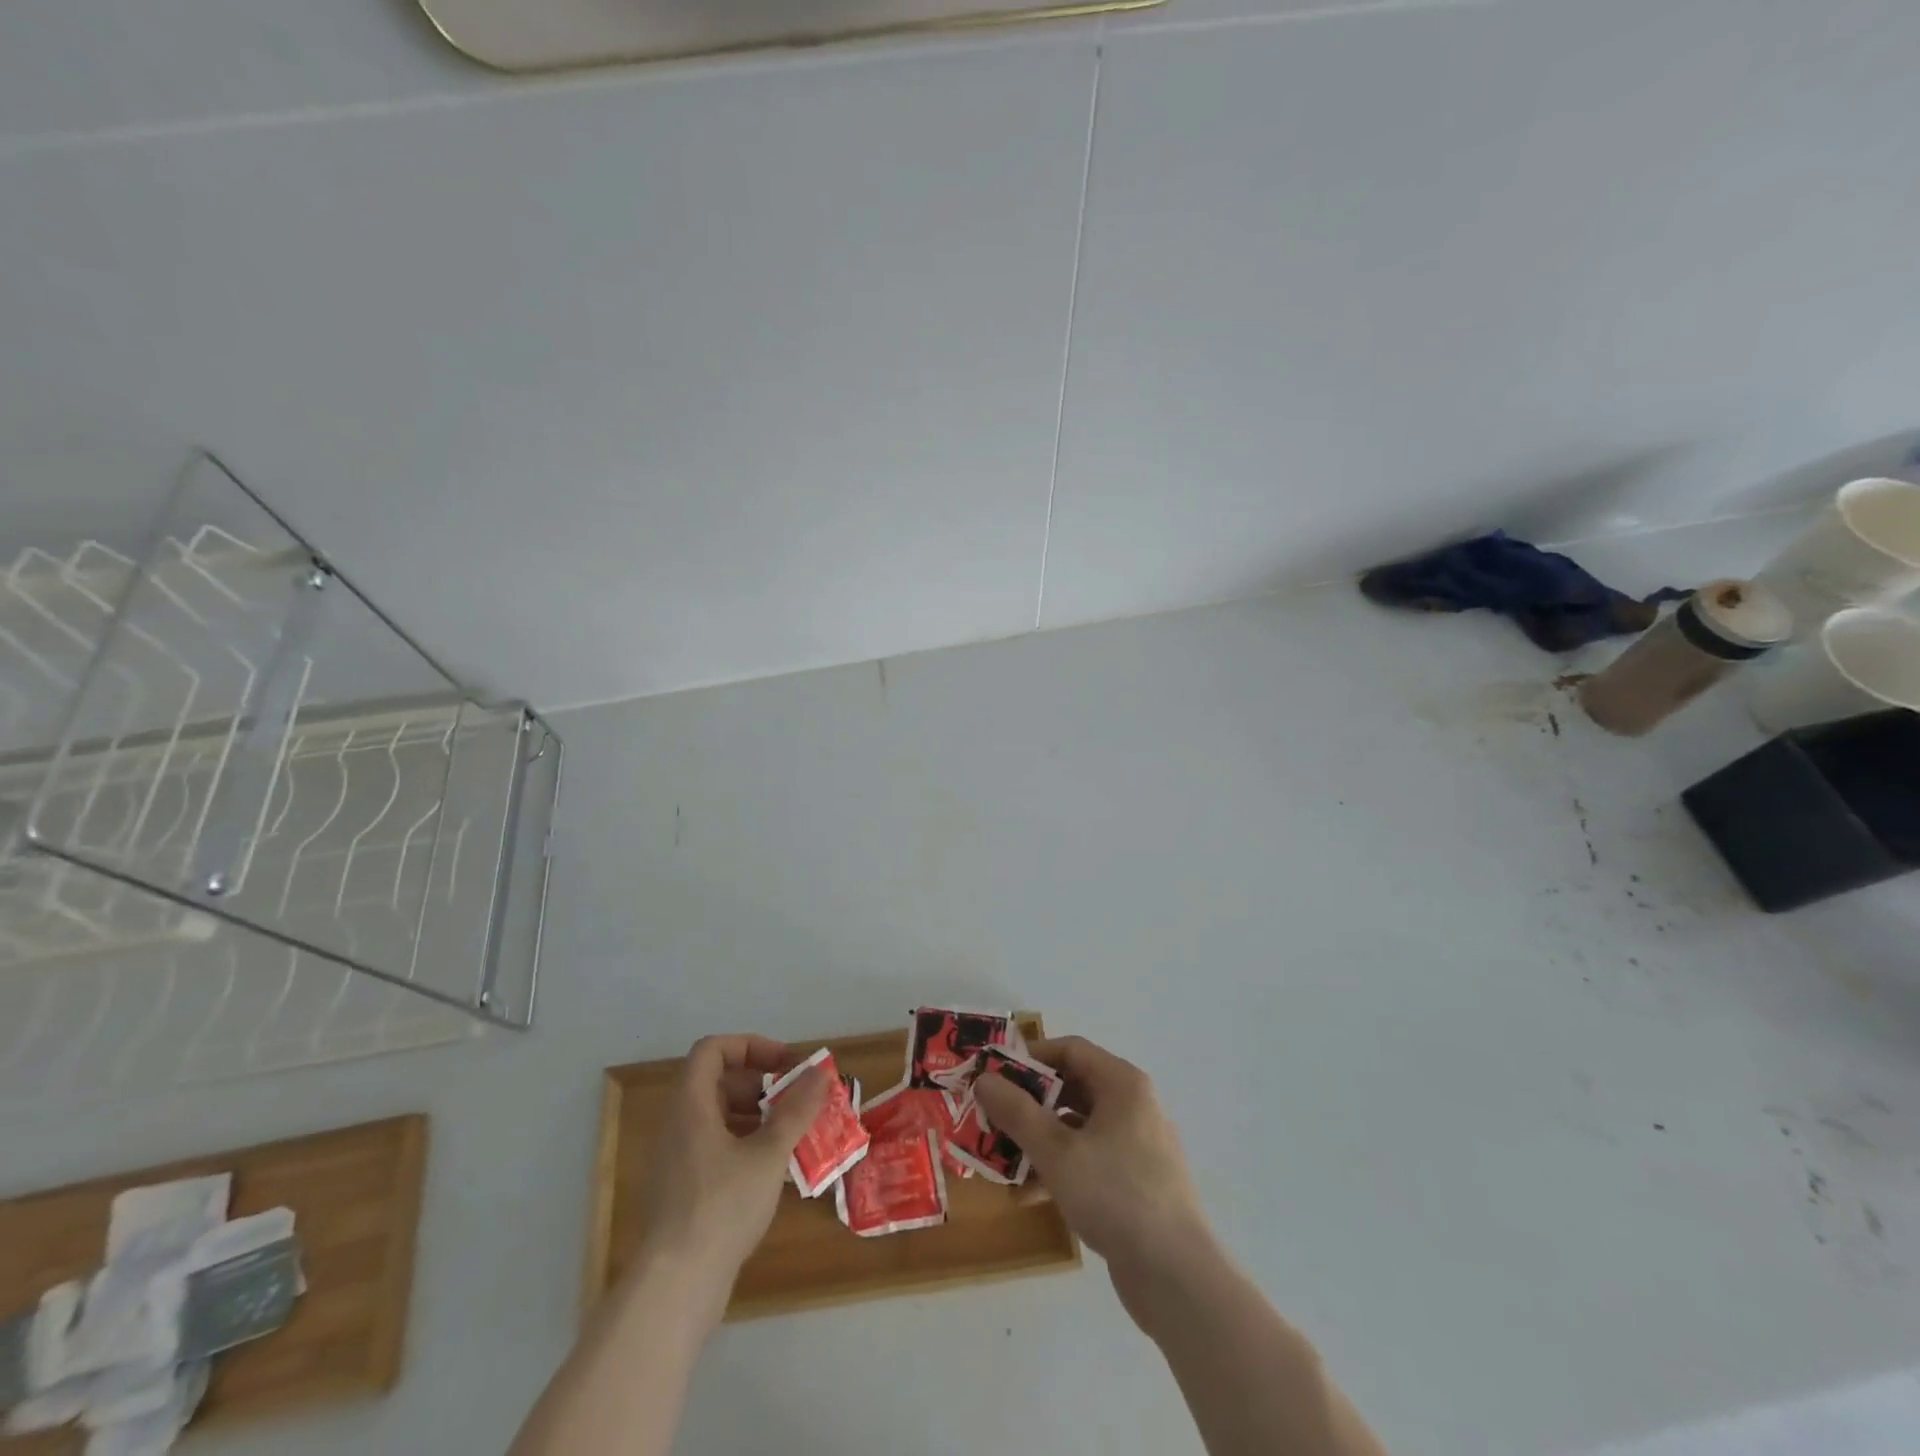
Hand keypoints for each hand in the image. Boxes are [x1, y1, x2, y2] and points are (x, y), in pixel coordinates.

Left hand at [638, 1034, 827, 1306]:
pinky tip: (777, 1170)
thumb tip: (820, 1074)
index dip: (751, 1046)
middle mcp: (679, 1125)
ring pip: (721, 1118)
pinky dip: (748, 1146)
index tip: (785, 1065)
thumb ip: (796, 1110)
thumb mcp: (768, 1154)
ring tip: (795, 1134)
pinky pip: (718, 1149)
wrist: (675, 1288)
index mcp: (691, 1105)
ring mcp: (679, 1160)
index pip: (713, 1049)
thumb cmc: (721, 1207)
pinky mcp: (685, 1191)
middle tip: (798, 1100)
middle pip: (719, 1082)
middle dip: (763, 1084)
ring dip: (759, 1116)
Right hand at [973, 1036, 1211, 1292]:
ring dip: (1039, 1141)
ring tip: (1002, 1162)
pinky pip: (1089, 1159)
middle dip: (1029, 1105)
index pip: (1070, 1049)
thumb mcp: (1057, 1152)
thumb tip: (984, 1079)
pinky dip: (1059, 1169)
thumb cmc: (1116, 1195)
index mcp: (1122, 1084)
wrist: (1177, 1277)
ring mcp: (1136, 1145)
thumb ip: (1017, 1112)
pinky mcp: (1135, 1182)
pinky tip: (1028, 1197)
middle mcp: (1132, 1105)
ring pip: (1077, 1128)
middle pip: (1072, 1088)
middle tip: (993, 1119)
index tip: (995, 1076)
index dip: (1030, 1058)